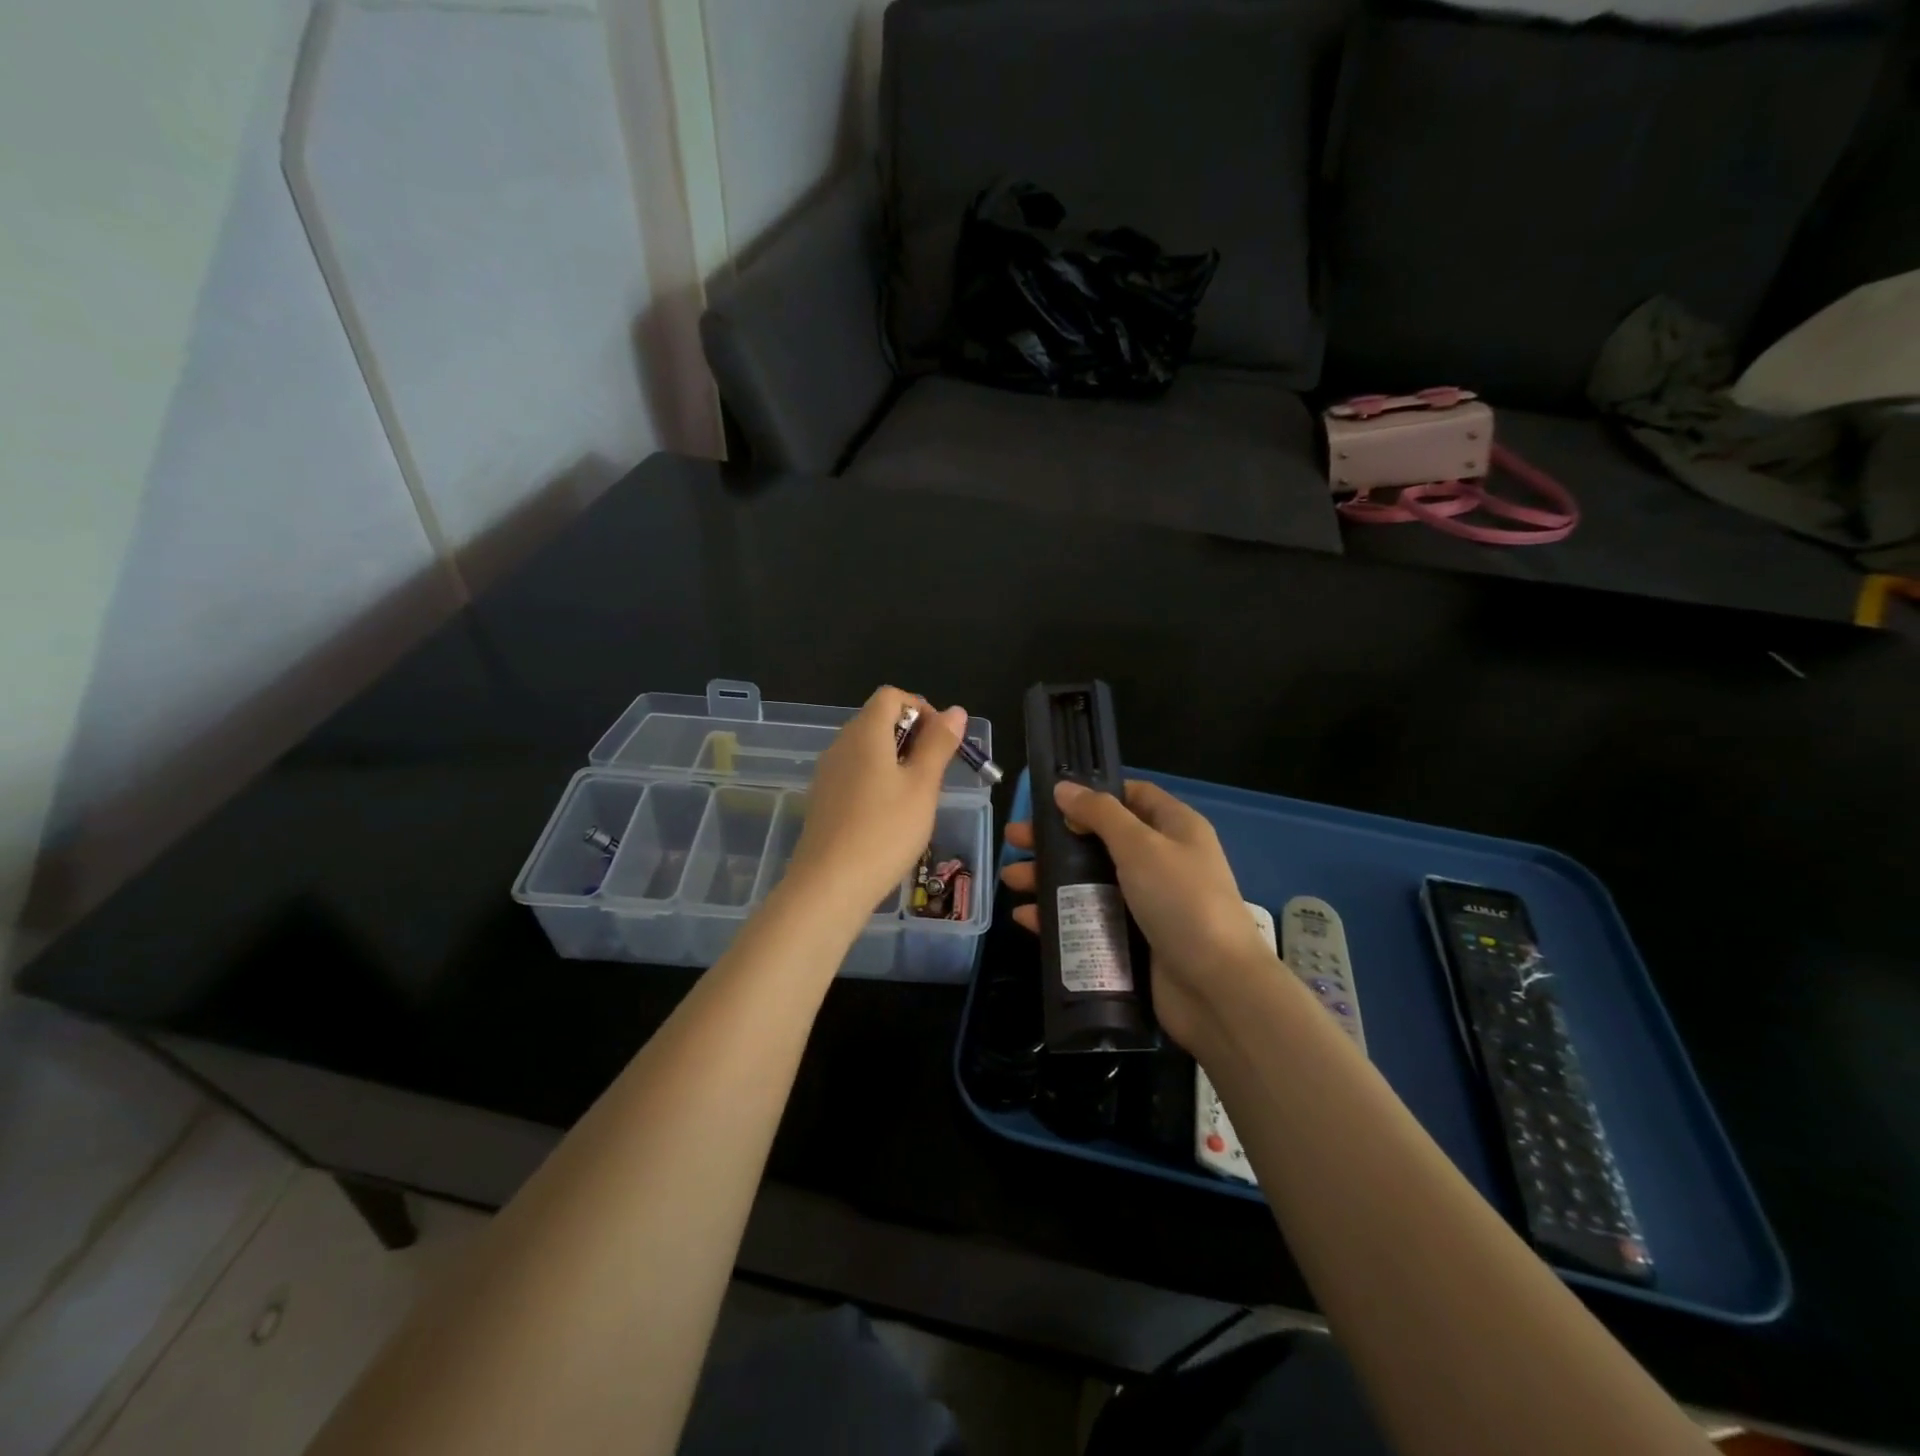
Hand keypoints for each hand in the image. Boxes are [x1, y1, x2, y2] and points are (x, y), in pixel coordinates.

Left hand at [785, 686, 965, 918]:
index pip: (891, 696)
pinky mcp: (822, 800)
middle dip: (912, 736)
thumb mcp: (923, 786)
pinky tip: (890, 816)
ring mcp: (827, 774)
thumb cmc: (885, 831)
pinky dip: (877, 780)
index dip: (921, 708)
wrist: (829, 886)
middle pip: (877, 720)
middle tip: (935, 772)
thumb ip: (939, 744)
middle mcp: (840, 745)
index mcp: (864, 733)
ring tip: (917, 796)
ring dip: (896, 760)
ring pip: (866, 750)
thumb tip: (955, 711)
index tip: (941, 741)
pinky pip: (854, 774)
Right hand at [1000, 780, 1275, 1051]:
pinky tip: (1026, 917)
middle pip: (1100, 840)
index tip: (1051, 799)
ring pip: (1089, 881)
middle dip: (1057, 838)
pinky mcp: (1133, 940)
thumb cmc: (1181, 901)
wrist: (1217, 988)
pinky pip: (1089, 920)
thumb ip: (1100, 814)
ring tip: (1010, 879)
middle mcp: (1161, 861)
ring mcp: (1147, 903)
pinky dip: (1059, 916)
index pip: (1132, 796)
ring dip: (1050, 877)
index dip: (1093, 794)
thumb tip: (1064, 787)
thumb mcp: (1141, 846)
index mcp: (1175, 828)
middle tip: (1015, 839)